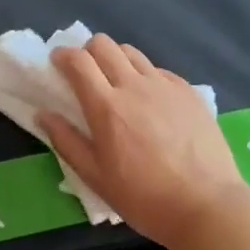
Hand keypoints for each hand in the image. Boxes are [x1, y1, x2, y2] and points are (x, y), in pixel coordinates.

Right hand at [37, 35, 249, 249]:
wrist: (207, 205)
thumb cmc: (144, 198)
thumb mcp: (96, 177)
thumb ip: (67, 141)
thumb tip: (43, 114)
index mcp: (106, 106)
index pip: (78, 61)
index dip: (62, 55)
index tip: (57, 64)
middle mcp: (134, 85)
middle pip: (104, 44)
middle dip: (87, 51)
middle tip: (85, 73)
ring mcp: (165, 85)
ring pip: (132, 52)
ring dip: (116, 59)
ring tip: (116, 84)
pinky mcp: (188, 92)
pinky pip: (159, 70)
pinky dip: (145, 75)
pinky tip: (149, 100)